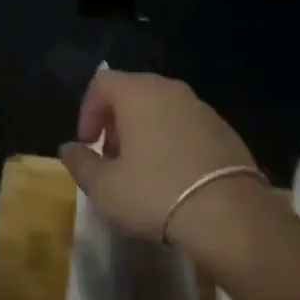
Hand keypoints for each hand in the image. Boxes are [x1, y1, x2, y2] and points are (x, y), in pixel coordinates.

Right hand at [59, 70, 268, 257]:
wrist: (230, 216)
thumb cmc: (156, 194)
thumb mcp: (105, 188)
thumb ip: (81, 163)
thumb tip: (69, 148)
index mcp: (137, 92)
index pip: (101, 83)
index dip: (88, 111)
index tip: (89, 145)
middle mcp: (169, 88)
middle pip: (132, 92)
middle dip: (116, 122)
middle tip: (113, 158)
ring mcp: (200, 106)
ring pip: (161, 108)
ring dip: (145, 131)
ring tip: (143, 170)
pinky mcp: (224, 128)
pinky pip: (186, 125)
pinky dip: (173, 140)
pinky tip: (176, 177)